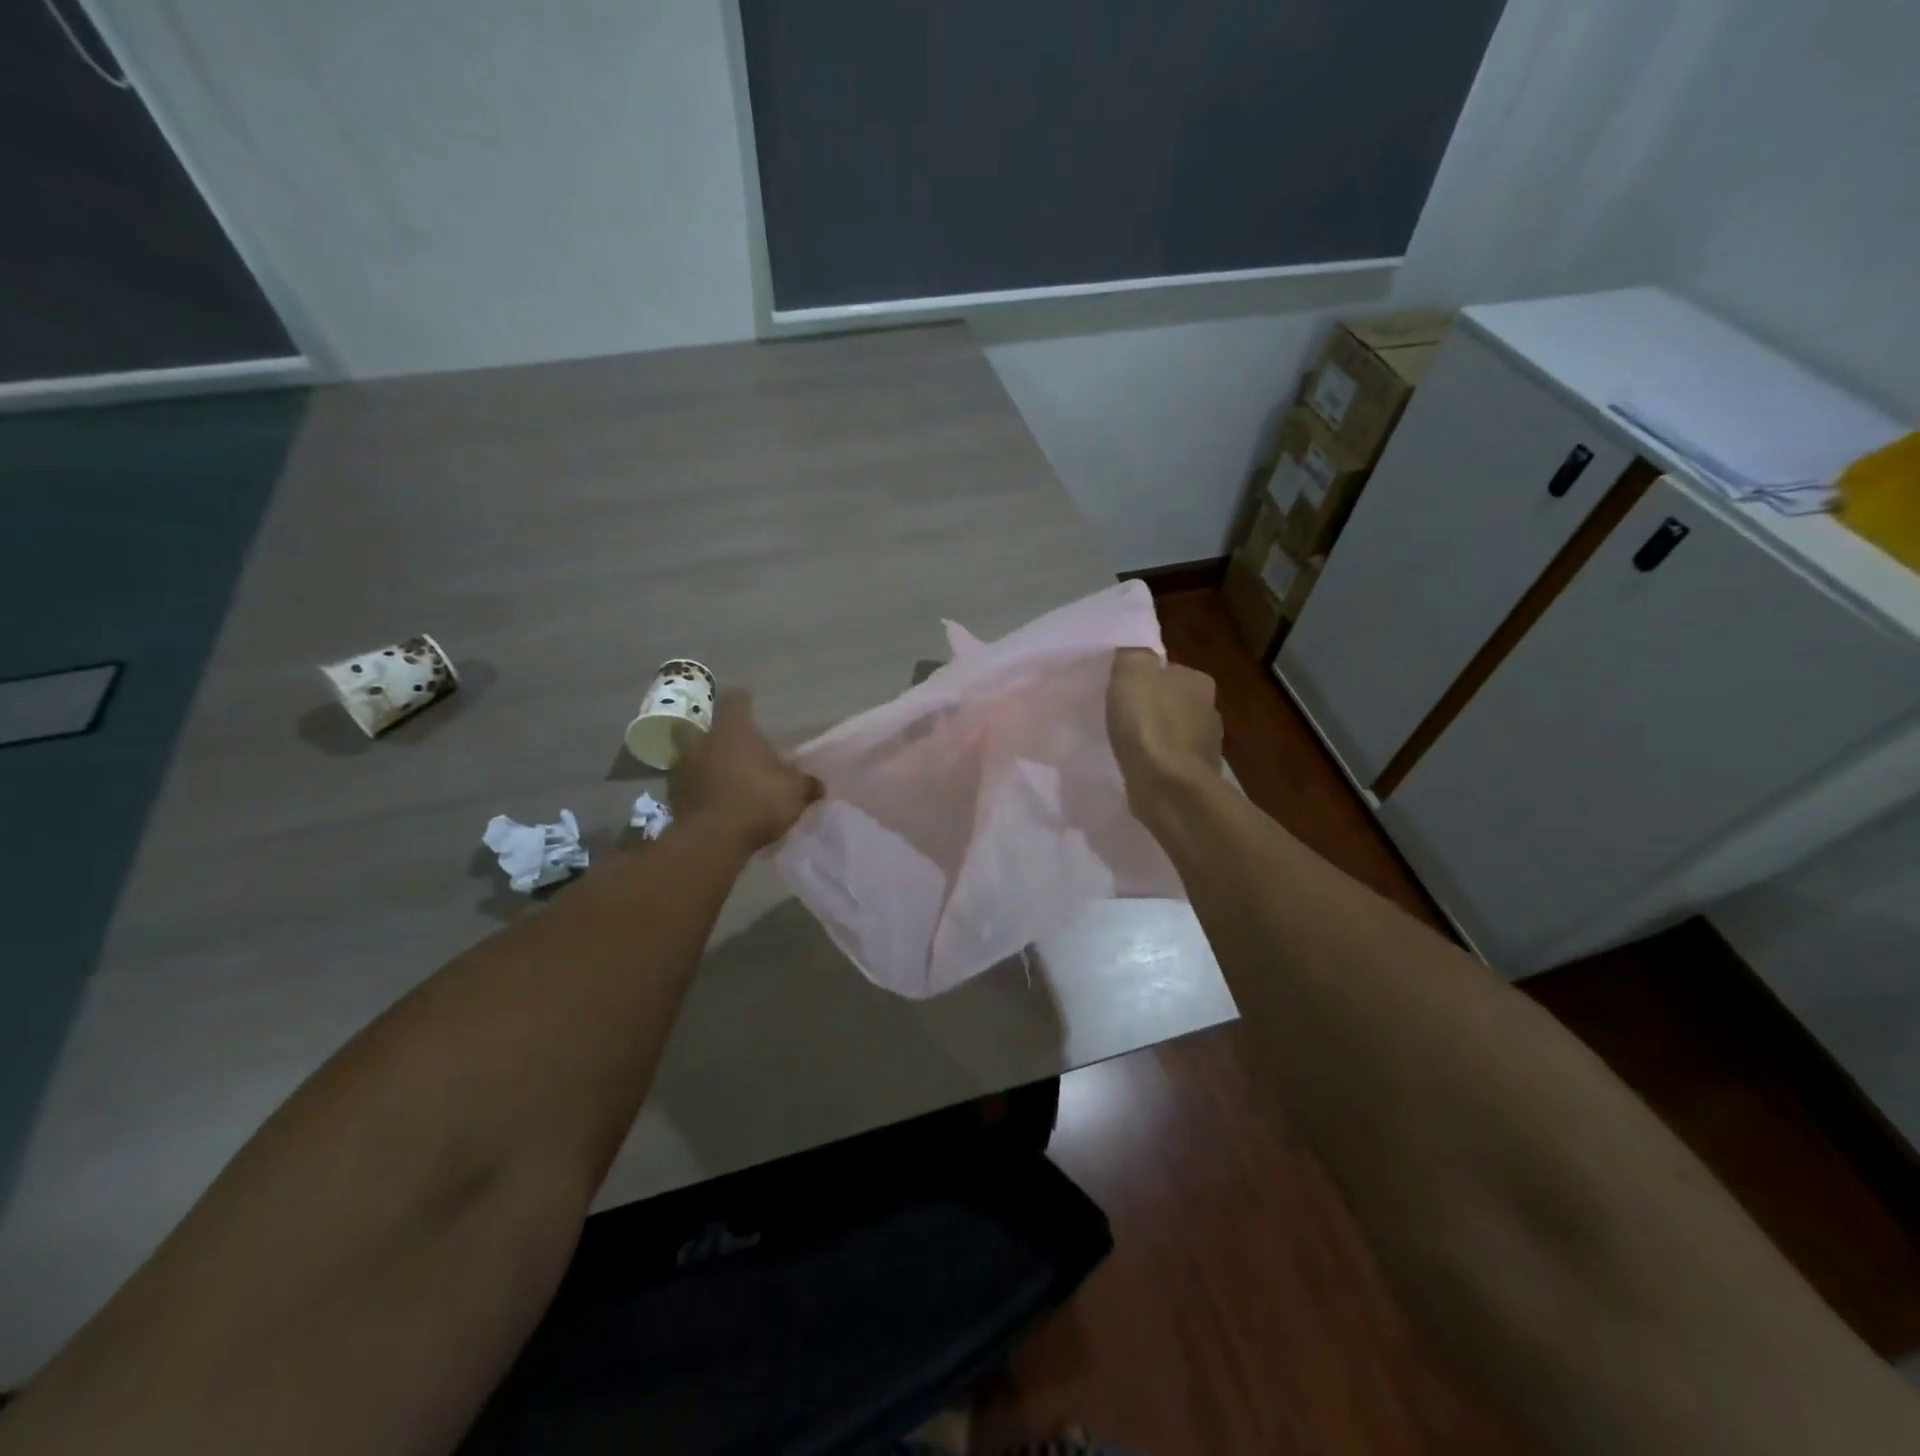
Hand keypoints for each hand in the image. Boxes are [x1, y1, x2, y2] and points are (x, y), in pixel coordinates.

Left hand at [669, 691, 820, 851]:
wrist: (714, 839)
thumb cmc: (759, 800)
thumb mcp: (795, 791)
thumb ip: (806, 784)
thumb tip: (817, 784)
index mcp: (733, 731)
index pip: (734, 702)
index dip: (742, 701)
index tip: (748, 703)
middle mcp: (703, 743)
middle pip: (694, 725)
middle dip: (707, 731)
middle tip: (723, 741)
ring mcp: (683, 770)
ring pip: (687, 757)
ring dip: (699, 763)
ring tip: (717, 775)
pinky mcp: (674, 799)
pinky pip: (685, 786)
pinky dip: (696, 790)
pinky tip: (710, 800)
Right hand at [1107, 648, 1221, 813]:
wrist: (1169, 788)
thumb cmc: (1149, 725)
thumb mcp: (1132, 673)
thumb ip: (1133, 655)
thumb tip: (1136, 656)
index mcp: (1198, 681)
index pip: (1168, 672)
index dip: (1143, 681)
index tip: (1122, 693)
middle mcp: (1210, 709)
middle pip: (1172, 702)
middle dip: (1151, 710)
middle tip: (1121, 719)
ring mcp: (1207, 746)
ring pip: (1173, 734)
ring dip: (1155, 739)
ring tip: (1127, 747)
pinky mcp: (1196, 776)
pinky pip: (1171, 762)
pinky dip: (1157, 763)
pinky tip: (1139, 769)